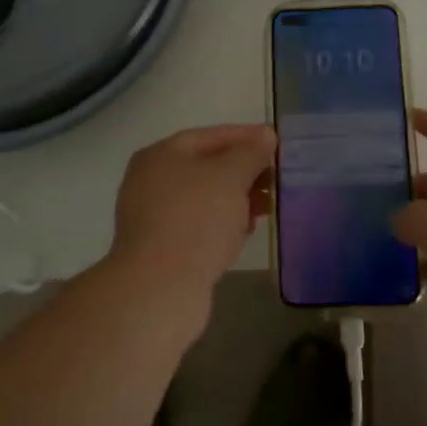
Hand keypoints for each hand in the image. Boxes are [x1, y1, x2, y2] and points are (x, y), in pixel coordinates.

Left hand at [109, 124, 275, 307]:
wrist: (159, 289)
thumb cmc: (196, 220)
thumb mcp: (230, 177)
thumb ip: (250, 152)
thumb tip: (265, 135)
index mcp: (161, 155)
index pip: (211, 136)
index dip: (246, 137)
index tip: (276, 144)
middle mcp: (151, 180)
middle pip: (207, 167)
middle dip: (244, 171)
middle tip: (275, 178)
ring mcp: (153, 216)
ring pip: (204, 198)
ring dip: (237, 199)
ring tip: (267, 207)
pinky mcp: (161, 248)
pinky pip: (198, 225)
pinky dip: (222, 223)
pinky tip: (245, 232)